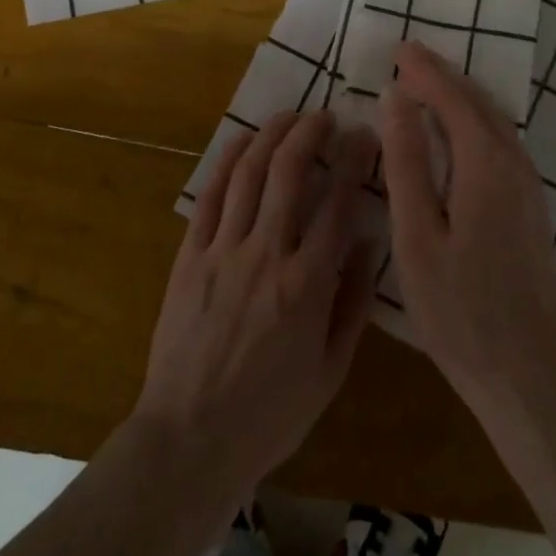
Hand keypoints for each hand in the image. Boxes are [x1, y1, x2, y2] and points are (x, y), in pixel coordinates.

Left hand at [133, 109, 378, 506]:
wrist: (190, 439)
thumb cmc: (270, 414)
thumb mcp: (330, 371)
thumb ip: (352, 303)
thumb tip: (366, 242)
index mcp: (307, 285)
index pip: (338, 204)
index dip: (353, 161)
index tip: (364, 136)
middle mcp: (265, 254)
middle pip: (289, 172)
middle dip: (311, 133)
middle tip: (326, 116)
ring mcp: (222, 251)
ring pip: (248, 173)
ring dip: (271, 135)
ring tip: (290, 116)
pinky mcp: (189, 256)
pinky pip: (210, 196)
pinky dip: (228, 161)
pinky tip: (243, 142)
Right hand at [379, 41, 555, 423]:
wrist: (526, 372)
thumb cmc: (459, 308)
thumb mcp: (417, 234)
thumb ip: (406, 162)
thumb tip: (395, 99)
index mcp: (486, 166)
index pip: (452, 99)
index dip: (424, 71)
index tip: (397, 49)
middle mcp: (515, 166)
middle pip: (478, 104)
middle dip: (443, 76)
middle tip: (408, 59)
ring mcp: (529, 188)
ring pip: (494, 122)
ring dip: (460, 97)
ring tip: (425, 86)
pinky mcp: (530, 209)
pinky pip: (500, 143)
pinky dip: (473, 123)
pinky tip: (455, 135)